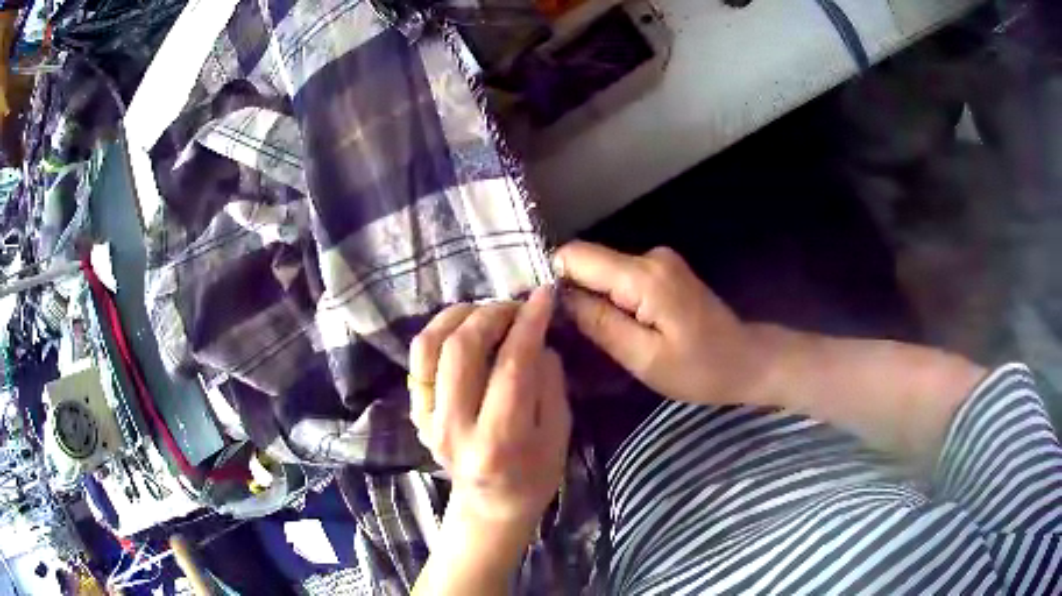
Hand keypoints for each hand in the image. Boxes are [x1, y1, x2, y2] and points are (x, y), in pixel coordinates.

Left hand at [409, 287, 570, 550]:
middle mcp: (454, 428)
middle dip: (492, 313)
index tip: (543, 295)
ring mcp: (427, 419)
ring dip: (458, 315)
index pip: (511, 367)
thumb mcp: (559, 434)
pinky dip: (440, 332)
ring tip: (486, 310)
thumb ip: (549, 384)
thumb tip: (536, 337)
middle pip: (461, 349)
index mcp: (498, 441)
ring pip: (429, 346)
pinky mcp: (416, 412)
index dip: (529, 323)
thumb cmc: (534, 475)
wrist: (490, 505)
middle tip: (515, 306)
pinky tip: (463, 329)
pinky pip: (419, 359)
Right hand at [554, 241, 763, 405]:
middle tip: (565, 333)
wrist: (748, 360)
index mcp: (644, 277)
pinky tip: (617, 326)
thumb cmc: (700, 369)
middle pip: (589, 262)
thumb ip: (599, 325)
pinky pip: (621, 278)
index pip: (576, 256)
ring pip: (603, 271)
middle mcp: (649, 257)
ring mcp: (659, 261)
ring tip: (592, 336)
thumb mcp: (644, 358)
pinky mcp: (663, 271)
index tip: (541, 311)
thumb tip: (558, 298)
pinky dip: (611, 299)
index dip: (552, 278)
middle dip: (571, 292)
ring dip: (591, 299)